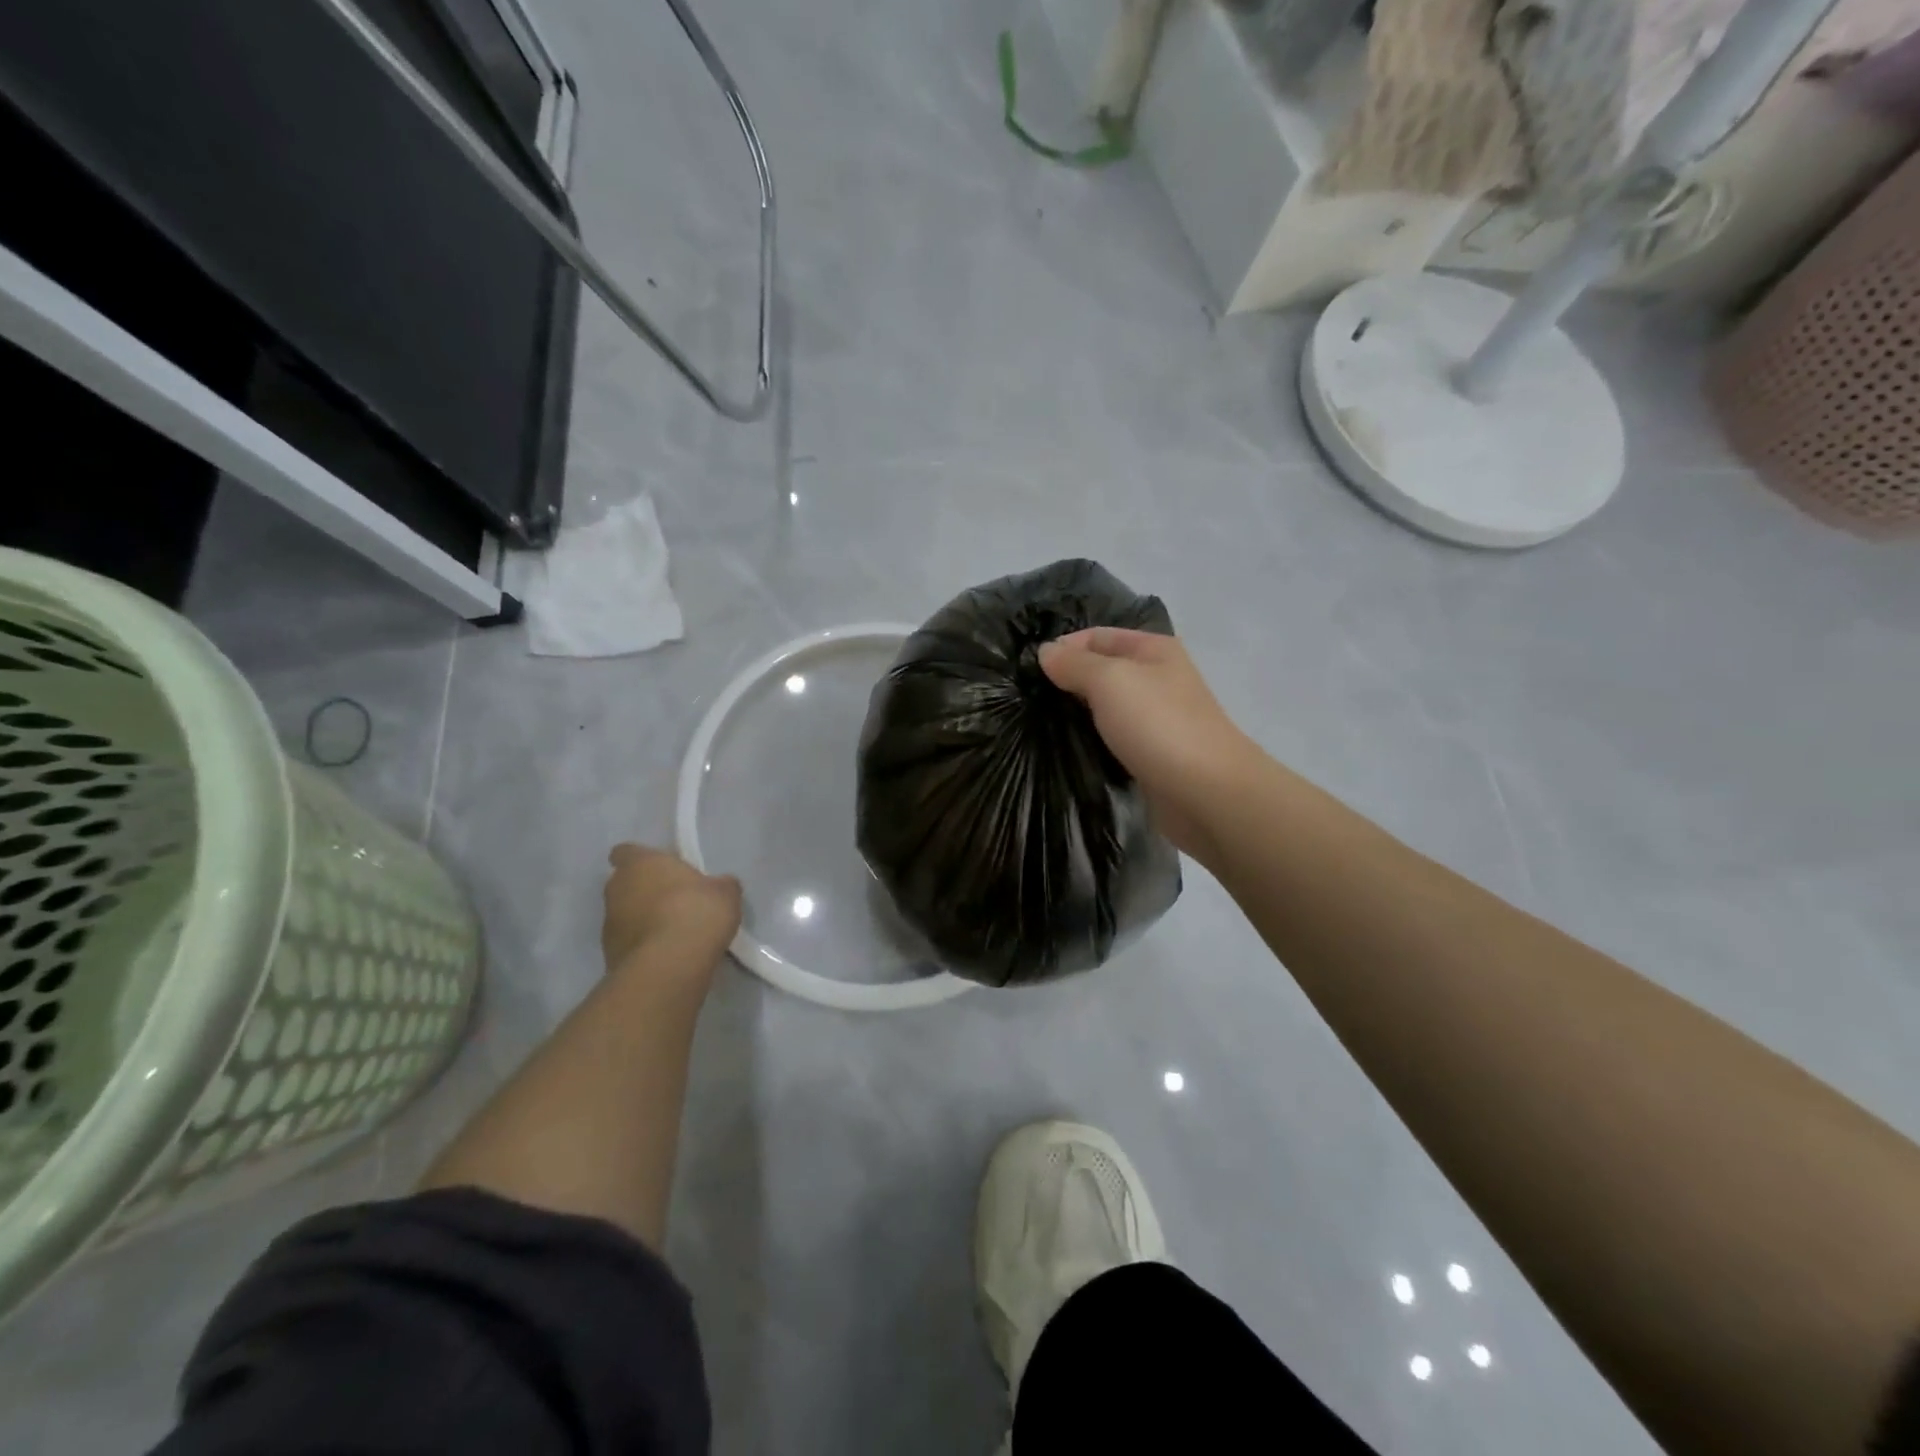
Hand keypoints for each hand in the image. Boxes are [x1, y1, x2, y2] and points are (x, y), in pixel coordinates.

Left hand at [601, 843, 741, 970]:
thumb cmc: (697, 912)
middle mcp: (616, 889)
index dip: (642, 860)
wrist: (669, 965)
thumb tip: (719, 886)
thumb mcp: (725, 892)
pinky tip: (668, 954)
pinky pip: (628, 943)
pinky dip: (644, 946)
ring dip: (643, 920)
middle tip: (676, 901)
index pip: (626, 852)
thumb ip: (719, 884)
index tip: (663, 870)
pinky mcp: (609, 955)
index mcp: (640, 864)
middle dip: (645, 891)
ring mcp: (607, 925)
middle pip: (625, 884)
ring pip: (625, 915)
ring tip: (675, 933)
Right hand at [1039, 628, 1257, 857]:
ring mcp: (1156, 718)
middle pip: (1101, 670)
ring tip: (1039, 724)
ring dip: (1076, 713)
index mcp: (1153, 649)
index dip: (1063, 647)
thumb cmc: (1158, 725)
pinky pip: (1113, 738)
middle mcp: (1156, 678)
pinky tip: (1067, 749)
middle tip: (1027, 700)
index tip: (1028, 672)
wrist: (1207, 793)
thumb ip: (1074, 663)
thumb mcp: (1110, 680)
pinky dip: (1092, 740)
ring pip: (1106, 707)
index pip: (1097, 636)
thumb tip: (1046, 652)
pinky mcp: (1151, 754)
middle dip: (1066, 681)